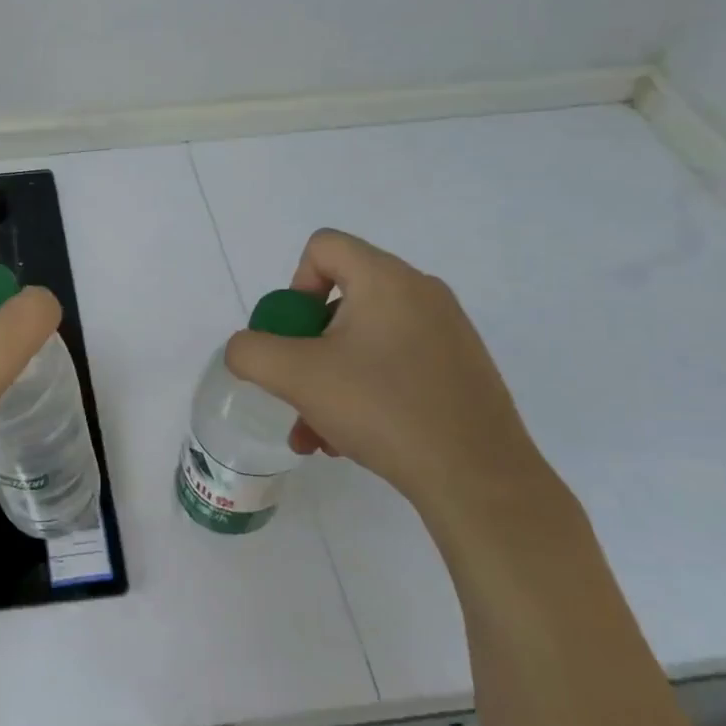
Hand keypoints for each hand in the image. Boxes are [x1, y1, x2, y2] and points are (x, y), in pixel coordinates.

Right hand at [224, 228, 553, 527]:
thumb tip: (247, 349)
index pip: (323, 247)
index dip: (294, 286)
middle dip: (306, 348)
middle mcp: (421, 293)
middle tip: (297, 390)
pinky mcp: (459, 369)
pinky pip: (394, 363)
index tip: (294, 337)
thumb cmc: (382, 409)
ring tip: (316, 434)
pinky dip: (363, 390)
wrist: (478, 478)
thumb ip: (251, 351)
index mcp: (386, 279)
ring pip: (363, 339)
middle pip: (339, 298)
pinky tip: (350, 440)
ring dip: (328, 379)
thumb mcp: (296, 376)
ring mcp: (446, 332)